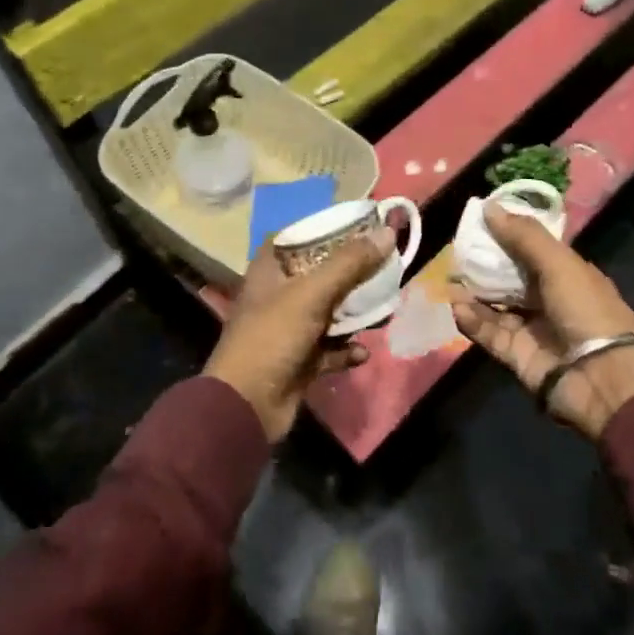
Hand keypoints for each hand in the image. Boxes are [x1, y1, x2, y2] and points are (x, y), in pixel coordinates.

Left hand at [205, 233, 387, 441]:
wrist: (246, 406)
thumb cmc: (273, 337)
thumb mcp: (312, 294)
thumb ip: (350, 263)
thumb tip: (387, 231)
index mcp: (270, 272)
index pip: (297, 238)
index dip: (325, 231)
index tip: (360, 228)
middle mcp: (278, 297)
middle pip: (320, 275)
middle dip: (352, 274)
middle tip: (384, 268)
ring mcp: (289, 330)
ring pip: (329, 313)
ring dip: (355, 314)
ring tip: (384, 309)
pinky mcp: (299, 361)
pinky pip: (330, 349)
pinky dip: (347, 350)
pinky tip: (362, 352)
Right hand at [451, 205, 633, 439]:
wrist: (600, 377)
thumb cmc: (586, 310)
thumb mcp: (559, 264)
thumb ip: (524, 236)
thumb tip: (489, 207)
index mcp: (568, 275)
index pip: (533, 250)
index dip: (508, 236)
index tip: (479, 223)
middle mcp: (549, 300)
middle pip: (510, 278)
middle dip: (485, 266)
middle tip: (457, 252)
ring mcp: (532, 329)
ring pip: (495, 306)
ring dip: (473, 293)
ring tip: (450, 280)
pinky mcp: (516, 354)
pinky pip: (489, 333)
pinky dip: (473, 320)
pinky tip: (456, 306)